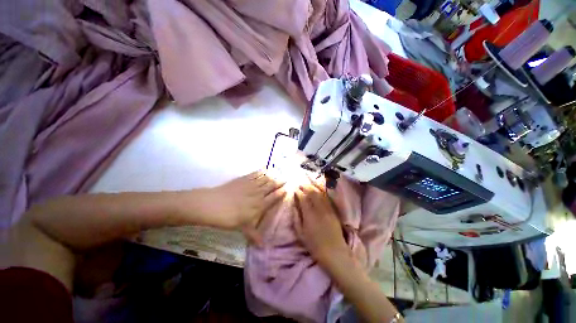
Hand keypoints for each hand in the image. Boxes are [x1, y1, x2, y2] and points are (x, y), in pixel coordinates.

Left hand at [201, 171, 285, 244]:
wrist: (213, 205)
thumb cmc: (229, 218)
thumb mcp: (242, 228)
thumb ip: (254, 235)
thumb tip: (262, 247)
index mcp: (260, 205)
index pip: (274, 197)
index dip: (281, 192)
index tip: (287, 188)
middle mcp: (258, 193)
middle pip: (272, 186)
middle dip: (279, 182)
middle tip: (286, 178)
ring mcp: (251, 184)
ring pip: (265, 179)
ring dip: (273, 175)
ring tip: (278, 172)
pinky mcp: (244, 179)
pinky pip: (255, 174)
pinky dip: (261, 171)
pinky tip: (265, 169)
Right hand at [293, 178, 349, 266]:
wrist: (334, 252)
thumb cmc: (315, 245)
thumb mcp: (301, 234)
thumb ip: (297, 218)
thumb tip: (294, 207)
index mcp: (309, 215)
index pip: (303, 198)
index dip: (299, 192)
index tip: (295, 189)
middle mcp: (319, 209)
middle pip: (312, 193)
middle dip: (306, 187)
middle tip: (301, 184)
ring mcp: (328, 209)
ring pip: (320, 194)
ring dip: (313, 188)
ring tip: (308, 185)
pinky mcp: (333, 211)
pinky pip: (326, 198)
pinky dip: (321, 193)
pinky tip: (317, 191)